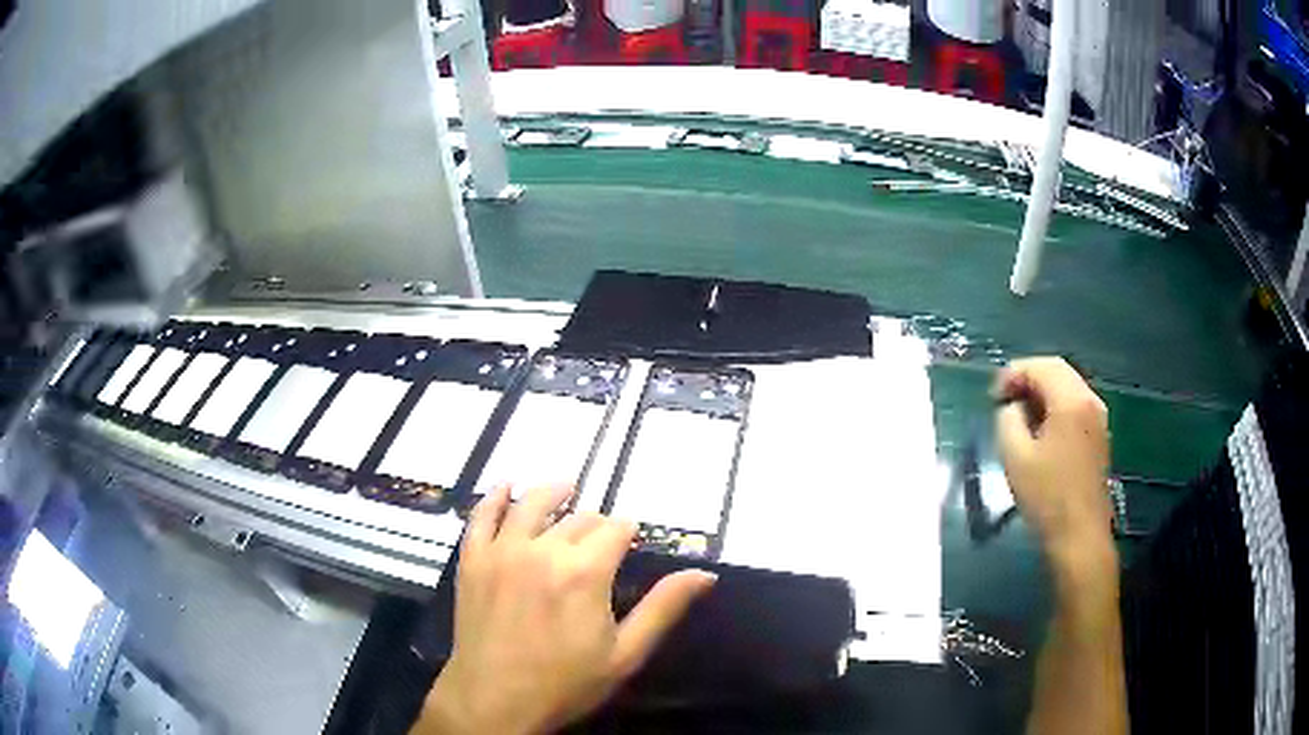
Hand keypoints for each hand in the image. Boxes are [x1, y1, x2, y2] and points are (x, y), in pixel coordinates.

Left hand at [415, 485, 716, 734]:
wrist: (494, 700)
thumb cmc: (566, 683)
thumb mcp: (625, 653)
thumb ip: (663, 608)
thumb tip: (704, 573)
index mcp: (586, 572)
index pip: (615, 530)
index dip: (628, 531)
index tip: (632, 540)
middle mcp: (544, 550)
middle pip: (578, 518)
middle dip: (596, 522)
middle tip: (601, 536)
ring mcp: (502, 551)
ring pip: (531, 504)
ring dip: (553, 492)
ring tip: (566, 486)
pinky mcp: (472, 560)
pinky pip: (482, 516)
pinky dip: (495, 496)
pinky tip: (506, 486)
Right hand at [993, 358, 1113, 572]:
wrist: (1080, 535)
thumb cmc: (1047, 496)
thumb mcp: (1015, 457)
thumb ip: (1007, 420)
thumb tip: (1011, 408)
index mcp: (1070, 400)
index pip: (1040, 366)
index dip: (1012, 374)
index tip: (993, 397)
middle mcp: (1089, 400)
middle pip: (1057, 370)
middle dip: (1028, 379)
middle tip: (1004, 400)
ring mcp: (1098, 418)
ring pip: (1068, 387)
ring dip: (1042, 392)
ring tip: (1019, 415)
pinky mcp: (1099, 436)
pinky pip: (1076, 405)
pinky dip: (1056, 406)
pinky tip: (1041, 431)